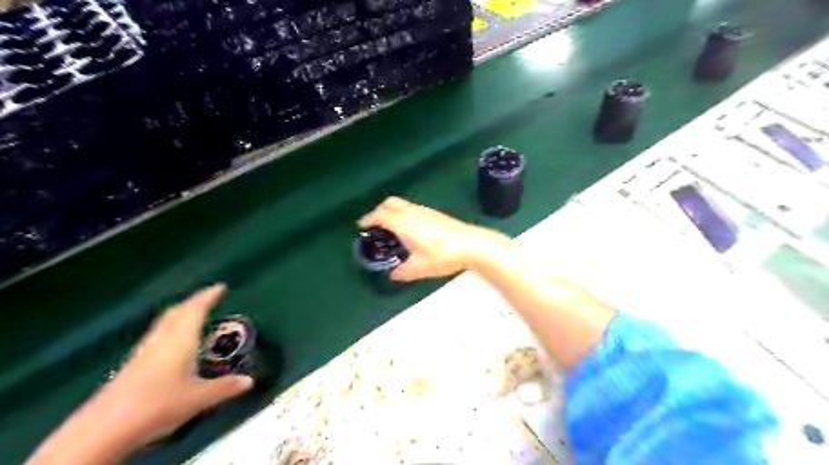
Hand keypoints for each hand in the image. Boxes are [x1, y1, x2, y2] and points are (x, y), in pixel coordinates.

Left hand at [97, 285, 252, 444]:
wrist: (104, 429)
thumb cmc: (158, 404)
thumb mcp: (200, 397)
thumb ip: (225, 387)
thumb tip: (249, 381)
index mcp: (180, 339)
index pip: (195, 309)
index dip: (208, 296)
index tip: (221, 286)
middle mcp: (161, 340)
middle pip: (176, 312)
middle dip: (193, 302)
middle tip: (207, 298)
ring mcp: (143, 352)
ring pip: (164, 324)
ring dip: (179, 315)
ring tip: (192, 316)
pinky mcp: (131, 366)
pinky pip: (156, 337)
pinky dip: (170, 330)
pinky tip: (172, 344)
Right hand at [357, 195, 504, 279]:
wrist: (471, 244)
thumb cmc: (442, 255)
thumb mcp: (419, 268)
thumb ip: (402, 272)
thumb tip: (393, 275)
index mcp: (404, 223)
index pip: (380, 215)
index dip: (368, 219)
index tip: (361, 226)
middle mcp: (411, 212)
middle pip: (389, 203)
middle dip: (377, 211)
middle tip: (373, 224)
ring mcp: (424, 210)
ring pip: (401, 204)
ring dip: (390, 211)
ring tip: (388, 227)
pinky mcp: (433, 213)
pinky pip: (410, 207)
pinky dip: (401, 213)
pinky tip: (406, 228)